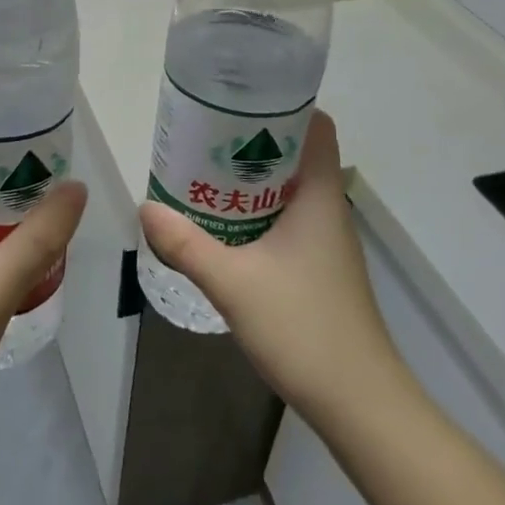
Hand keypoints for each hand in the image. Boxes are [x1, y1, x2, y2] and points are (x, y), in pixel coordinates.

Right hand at [139, 110, 416, 424]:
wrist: (359, 403)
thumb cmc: (303, 328)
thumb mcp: (233, 283)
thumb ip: (186, 244)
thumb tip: (146, 207)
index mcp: (320, 197)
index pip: (316, 126)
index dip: (282, 106)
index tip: (236, 101)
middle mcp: (328, 210)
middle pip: (295, 155)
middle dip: (250, 141)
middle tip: (202, 136)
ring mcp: (326, 242)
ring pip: (288, 190)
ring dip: (250, 180)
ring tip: (202, 174)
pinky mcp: (319, 268)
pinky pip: (286, 221)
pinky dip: (256, 213)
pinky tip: (222, 227)